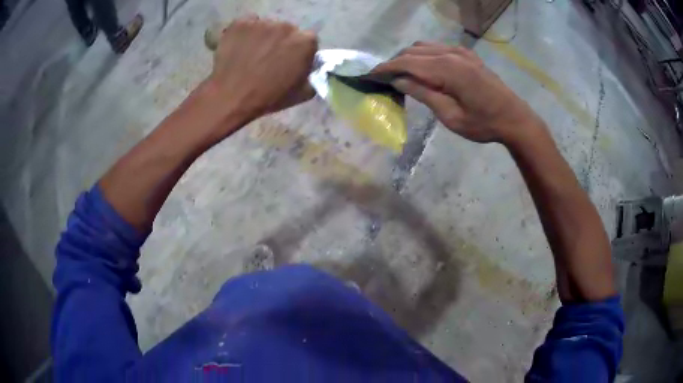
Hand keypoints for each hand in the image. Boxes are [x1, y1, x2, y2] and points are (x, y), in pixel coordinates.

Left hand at [207, 16, 317, 124]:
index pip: (308, 39)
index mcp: (305, 41)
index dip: (299, 50)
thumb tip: (310, 69)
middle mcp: (286, 26)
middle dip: (281, 41)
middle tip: (269, 57)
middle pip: (287, 30)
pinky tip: (240, 46)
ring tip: (252, 53)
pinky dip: (245, 32)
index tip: (290, 60)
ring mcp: (262, 23)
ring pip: (266, 26)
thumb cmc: (269, 97)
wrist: (231, 98)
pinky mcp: (240, 23)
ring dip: (263, 36)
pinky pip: (247, 23)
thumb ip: (311, 76)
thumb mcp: (302, 94)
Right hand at [373, 42, 543, 145]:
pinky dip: (423, 55)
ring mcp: (460, 51)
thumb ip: (424, 94)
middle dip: (395, 62)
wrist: (514, 118)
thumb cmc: (483, 124)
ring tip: (400, 75)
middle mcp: (451, 54)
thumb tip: (398, 80)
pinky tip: (422, 69)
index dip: (386, 68)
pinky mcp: (466, 54)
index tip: (369, 75)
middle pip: (413, 51)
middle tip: (384, 79)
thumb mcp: (451, 116)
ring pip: (424, 47)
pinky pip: (437, 48)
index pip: (407, 62)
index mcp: (447, 69)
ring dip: (408, 57)